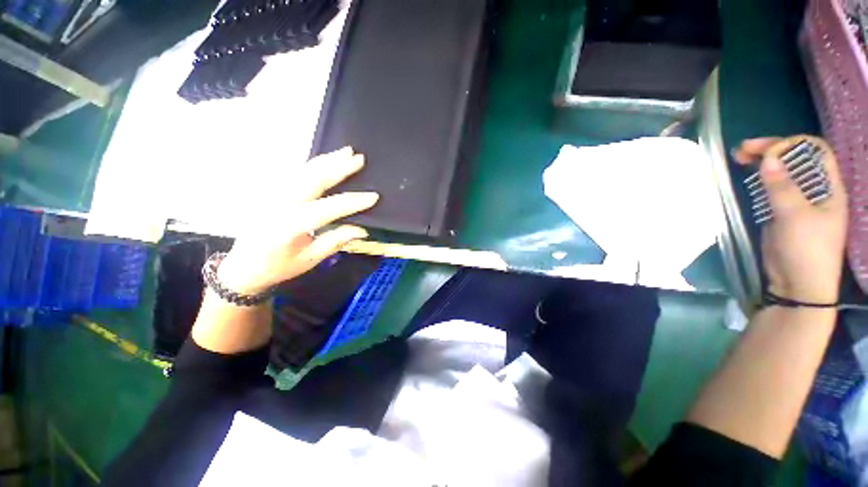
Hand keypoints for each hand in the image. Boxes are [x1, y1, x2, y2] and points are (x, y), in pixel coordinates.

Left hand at [217, 147, 377, 294]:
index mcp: (288, 227)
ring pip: (302, 171)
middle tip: (359, 158)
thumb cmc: (278, 266)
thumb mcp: (309, 260)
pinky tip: (326, 160)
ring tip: (346, 151)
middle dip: (338, 168)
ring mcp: (273, 195)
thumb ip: (335, 242)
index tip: (373, 197)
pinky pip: (295, 173)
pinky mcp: (272, 192)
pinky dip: (313, 164)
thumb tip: (362, 230)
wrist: (243, 266)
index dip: (351, 202)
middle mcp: (279, 206)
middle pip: (311, 180)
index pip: (326, 209)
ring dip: (326, 160)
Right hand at [733, 136, 847, 302]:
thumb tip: (768, 158)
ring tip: (739, 158)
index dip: (793, 144)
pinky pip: (771, 189)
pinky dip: (758, 180)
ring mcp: (797, 201)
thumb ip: (782, 187)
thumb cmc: (807, 250)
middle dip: (771, 150)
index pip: (815, 152)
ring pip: (781, 173)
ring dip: (762, 163)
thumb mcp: (796, 217)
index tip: (766, 149)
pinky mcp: (781, 212)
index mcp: (829, 188)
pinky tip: (745, 177)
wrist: (797, 285)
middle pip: (796, 159)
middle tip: (742, 149)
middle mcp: (815, 190)